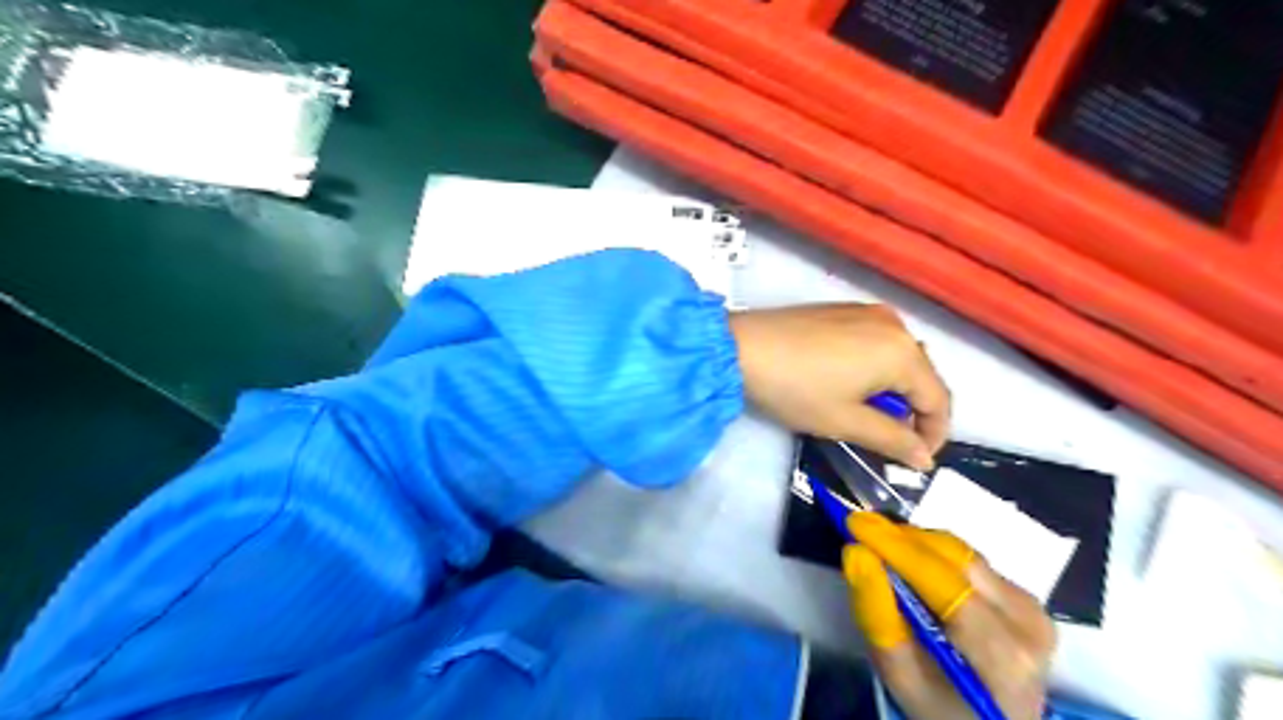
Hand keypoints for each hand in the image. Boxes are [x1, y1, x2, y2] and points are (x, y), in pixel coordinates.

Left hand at [725, 302, 943, 467]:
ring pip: (899, 357)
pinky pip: (876, 341)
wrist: (740, 348)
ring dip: (893, 389)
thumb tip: (923, 458)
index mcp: (903, 351)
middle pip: (922, 374)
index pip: (938, 400)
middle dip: (913, 411)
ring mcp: (867, 311)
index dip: (934, 435)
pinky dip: (875, 367)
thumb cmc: (796, 389)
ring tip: (866, 413)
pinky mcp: (843, 308)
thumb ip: (892, 440)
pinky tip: (849, 383)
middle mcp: (894, 323)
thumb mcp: (846, 422)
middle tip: (889, 440)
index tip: (915, 461)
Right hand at [844, 514, 1051, 715]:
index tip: (854, 521)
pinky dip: (936, 557)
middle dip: (903, 539)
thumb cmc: (941, 709)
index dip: (896, 546)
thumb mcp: (900, 676)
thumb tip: (856, 552)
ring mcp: (1033, 608)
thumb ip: (878, 615)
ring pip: (962, 553)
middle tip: (861, 532)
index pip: (942, 582)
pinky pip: (971, 561)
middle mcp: (1027, 622)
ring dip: (918, 545)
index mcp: (1001, 653)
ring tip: (883, 549)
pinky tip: (914, 567)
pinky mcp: (1027, 599)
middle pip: (955, 558)